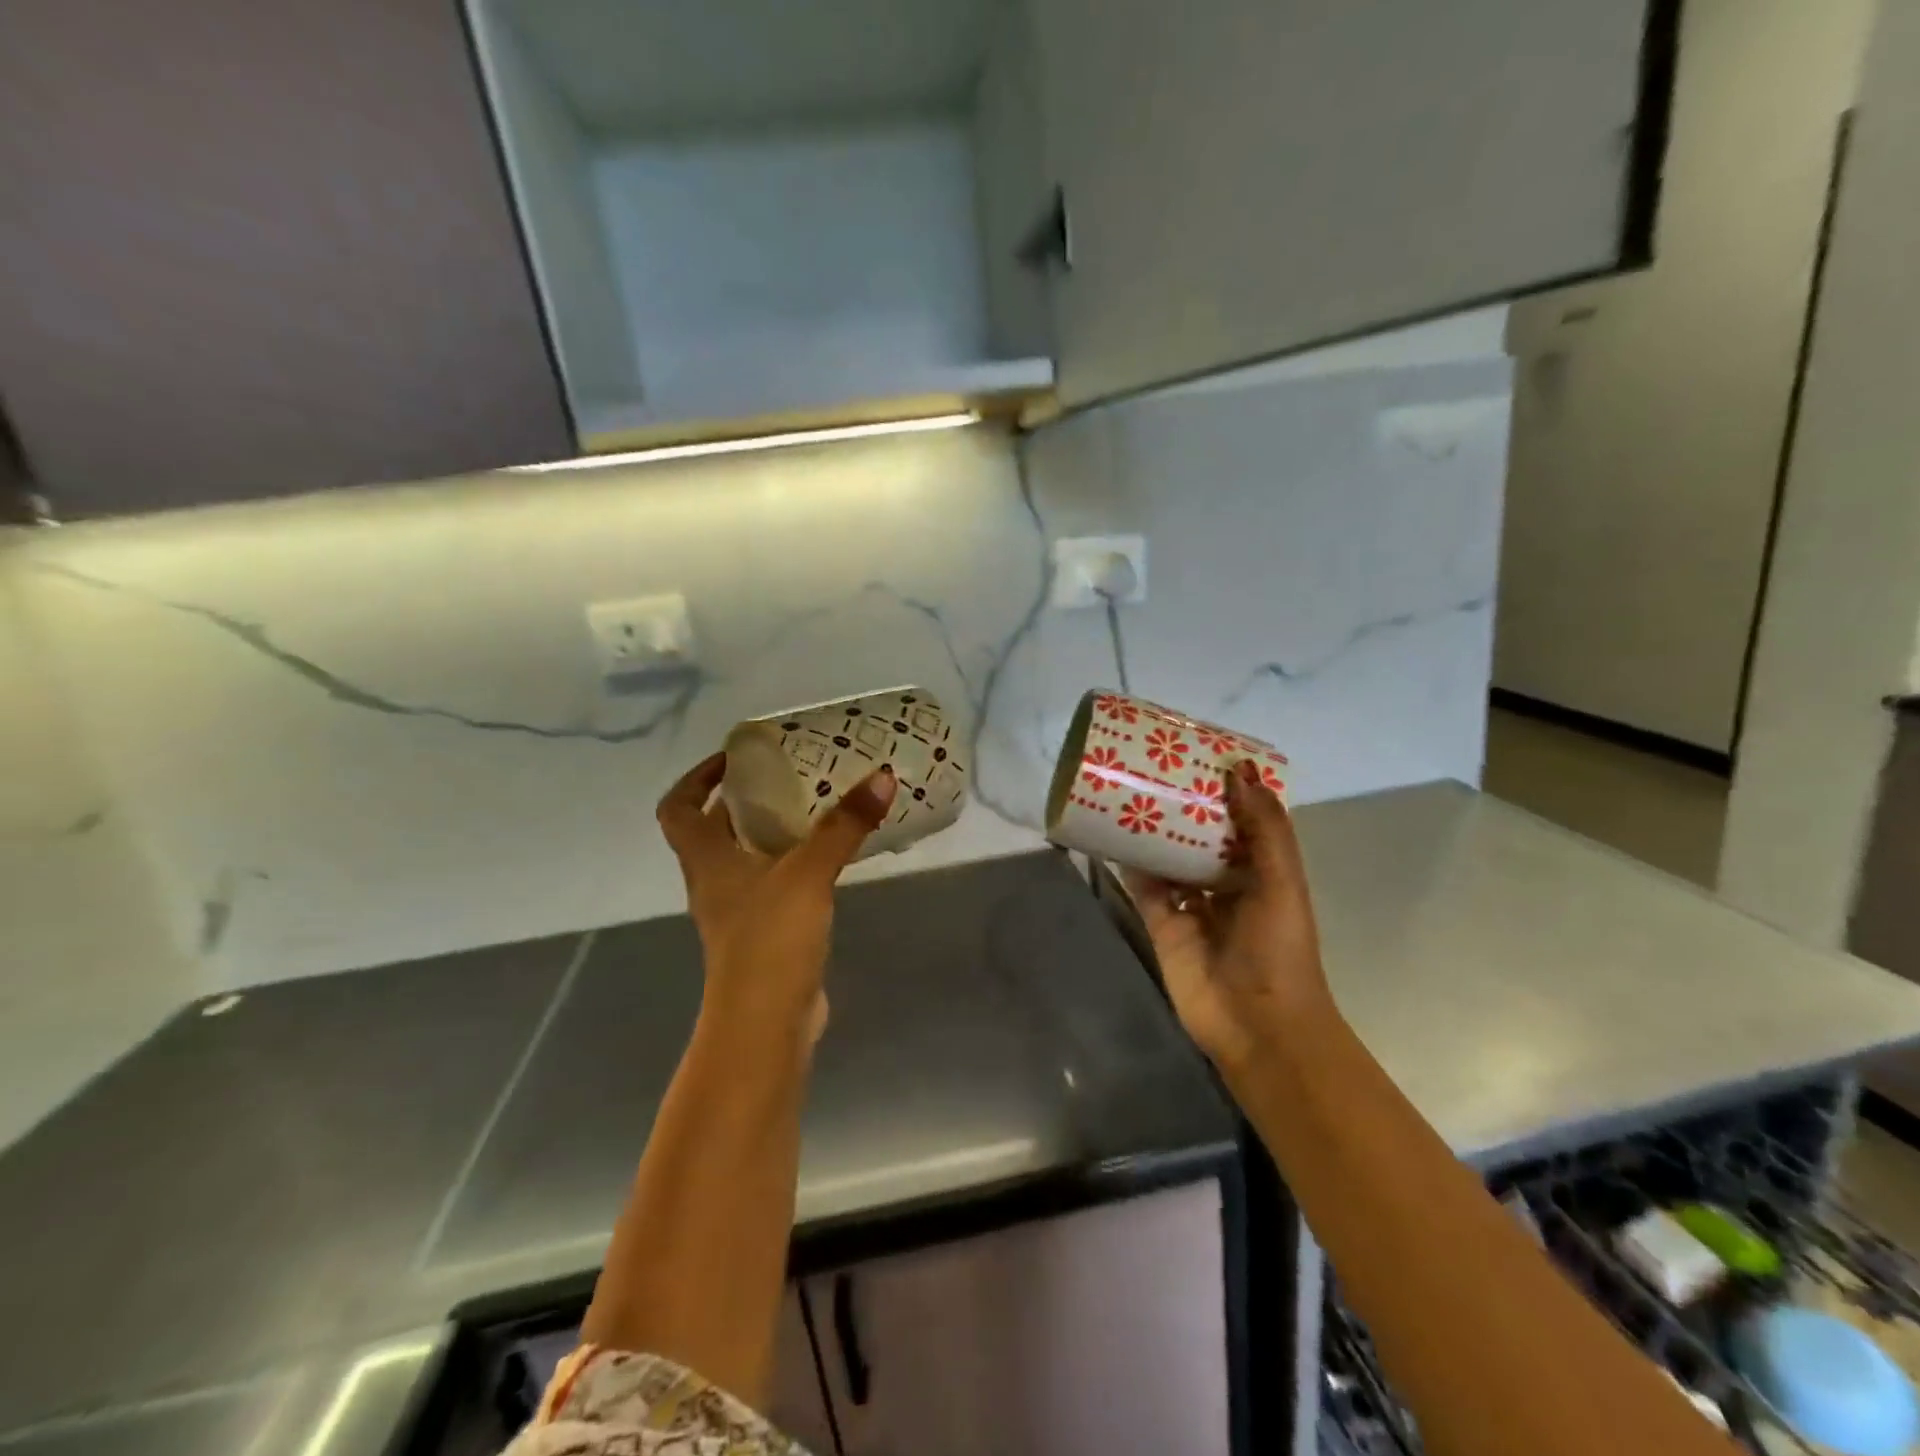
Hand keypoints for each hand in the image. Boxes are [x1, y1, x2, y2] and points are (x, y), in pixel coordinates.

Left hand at [657, 752, 896, 1045]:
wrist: (766, 1025)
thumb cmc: (769, 939)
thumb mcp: (808, 872)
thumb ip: (844, 825)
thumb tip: (883, 776)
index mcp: (707, 860)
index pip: (678, 808)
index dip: (696, 778)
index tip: (732, 758)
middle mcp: (714, 882)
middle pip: (713, 829)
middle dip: (743, 799)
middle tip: (787, 774)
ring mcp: (738, 912)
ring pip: (745, 858)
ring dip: (770, 831)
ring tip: (813, 807)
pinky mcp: (764, 935)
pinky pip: (773, 885)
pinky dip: (792, 865)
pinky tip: (827, 858)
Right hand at [1122, 760, 1333, 1073]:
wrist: (1256, 1024)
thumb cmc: (1278, 948)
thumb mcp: (1281, 881)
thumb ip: (1264, 828)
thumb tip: (1239, 769)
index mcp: (1262, 870)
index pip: (1242, 820)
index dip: (1224, 789)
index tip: (1199, 754)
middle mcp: (1227, 883)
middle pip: (1200, 836)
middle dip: (1181, 806)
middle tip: (1153, 766)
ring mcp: (1191, 904)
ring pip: (1169, 857)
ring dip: (1153, 830)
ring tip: (1128, 790)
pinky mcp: (1161, 924)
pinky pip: (1143, 886)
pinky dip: (1129, 863)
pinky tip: (1110, 834)